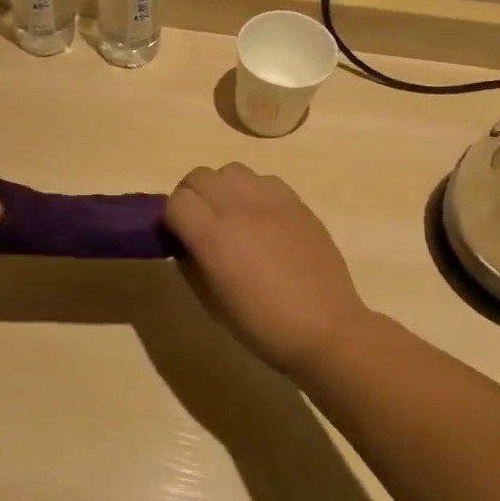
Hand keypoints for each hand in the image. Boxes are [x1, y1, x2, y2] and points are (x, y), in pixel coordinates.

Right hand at [165, 163, 371, 379]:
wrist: (326, 329)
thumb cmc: (263, 325)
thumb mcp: (211, 302)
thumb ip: (190, 263)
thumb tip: (184, 241)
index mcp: (213, 237)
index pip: (176, 201)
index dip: (172, 217)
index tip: (179, 236)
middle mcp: (237, 209)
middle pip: (199, 176)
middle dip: (192, 196)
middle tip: (201, 222)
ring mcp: (270, 201)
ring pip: (230, 171)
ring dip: (222, 188)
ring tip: (231, 213)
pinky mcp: (296, 201)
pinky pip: (263, 179)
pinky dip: (253, 191)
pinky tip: (261, 217)